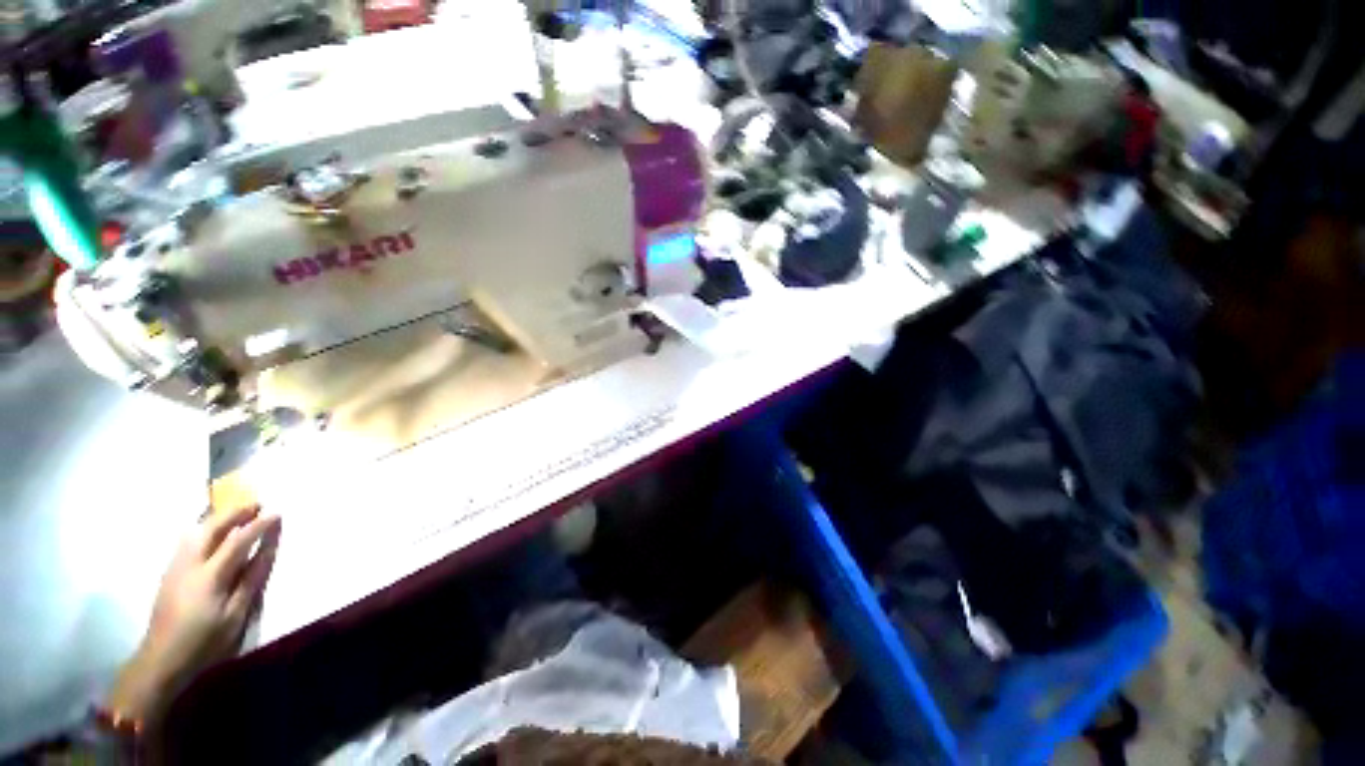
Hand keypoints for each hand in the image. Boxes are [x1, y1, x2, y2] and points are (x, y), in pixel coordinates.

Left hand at [106, 505, 281, 728]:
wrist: (162, 659)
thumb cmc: (205, 640)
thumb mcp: (235, 615)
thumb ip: (251, 580)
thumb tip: (268, 550)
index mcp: (211, 575)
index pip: (238, 541)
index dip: (258, 525)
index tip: (277, 513)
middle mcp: (191, 564)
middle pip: (212, 528)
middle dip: (235, 513)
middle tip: (256, 504)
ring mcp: (176, 567)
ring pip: (196, 532)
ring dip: (217, 518)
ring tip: (235, 513)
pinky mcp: (169, 572)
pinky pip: (188, 541)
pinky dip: (204, 529)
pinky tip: (210, 532)